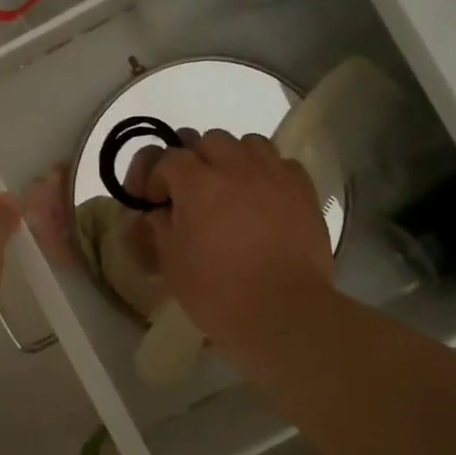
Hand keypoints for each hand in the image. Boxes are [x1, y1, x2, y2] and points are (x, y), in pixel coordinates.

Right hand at [143, 131, 331, 358]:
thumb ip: (160, 227)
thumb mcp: (172, 262)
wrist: (285, 314)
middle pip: (208, 140)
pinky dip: (268, 172)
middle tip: (191, 193)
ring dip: (233, 158)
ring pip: (248, 143)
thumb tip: (159, 211)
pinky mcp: (303, 191)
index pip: (167, 157)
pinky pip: (282, 163)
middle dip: (194, 160)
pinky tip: (264, 197)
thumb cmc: (219, 292)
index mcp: (197, 183)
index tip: (151, 201)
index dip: (154, 176)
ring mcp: (274, 176)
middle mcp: (236, 167)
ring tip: (230, 188)